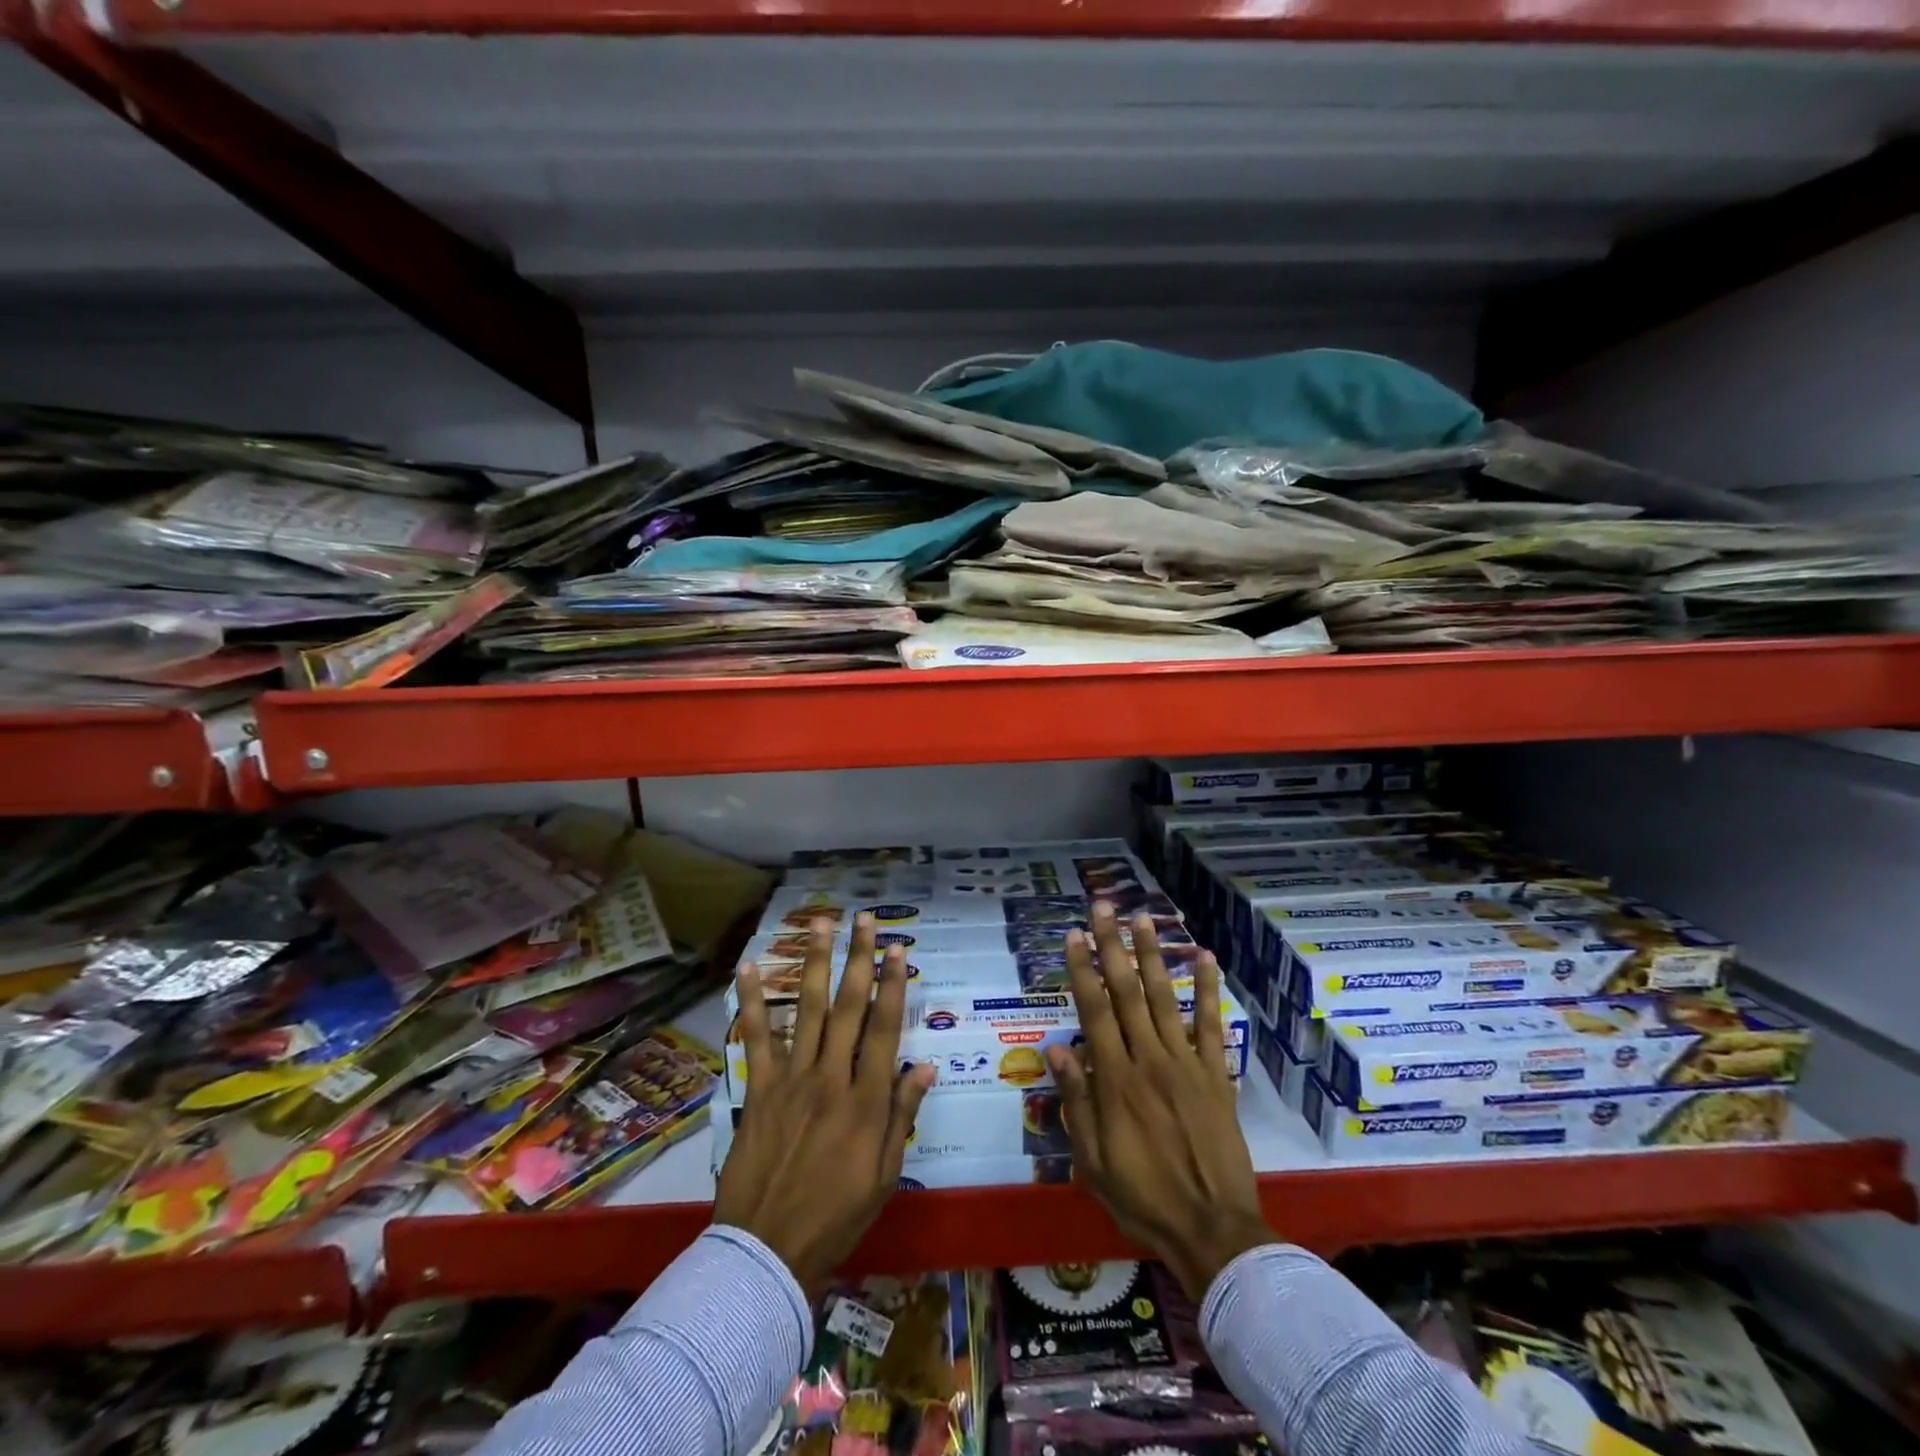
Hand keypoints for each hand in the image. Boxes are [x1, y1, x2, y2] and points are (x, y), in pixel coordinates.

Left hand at [715, 913, 935, 1296]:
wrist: (767, 1251)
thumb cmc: (836, 1216)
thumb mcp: (884, 1175)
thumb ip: (902, 1116)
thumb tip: (925, 1066)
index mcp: (866, 1101)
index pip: (884, 1029)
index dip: (892, 984)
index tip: (898, 949)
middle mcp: (831, 1078)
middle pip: (849, 1007)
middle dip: (860, 958)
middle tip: (866, 919)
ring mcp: (791, 1080)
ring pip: (808, 1010)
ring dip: (815, 963)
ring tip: (820, 924)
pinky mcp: (759, 1089)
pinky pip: (756, 1038)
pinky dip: (752, 1002)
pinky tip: (748, 969)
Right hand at [1048, 903, 1271, 1299]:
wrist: (1212, 1229)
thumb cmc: (1142, 1197)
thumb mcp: (1093, 1160)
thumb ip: (1077, 1101)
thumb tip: (1058, 1048)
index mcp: (1116, 1079)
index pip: (1094, 1010)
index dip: (1082, 969)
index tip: (1074, 935)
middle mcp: (1149, 1059)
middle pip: (1126, 991)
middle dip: (1113, 946)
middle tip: (1104, 908)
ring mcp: (1186, 1063)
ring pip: (1164, 998)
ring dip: (1152, 956)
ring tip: (1144, 919)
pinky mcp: (1216, 1074)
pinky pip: (1211, 1025)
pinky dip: (1208, 990)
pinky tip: (1206, 957)